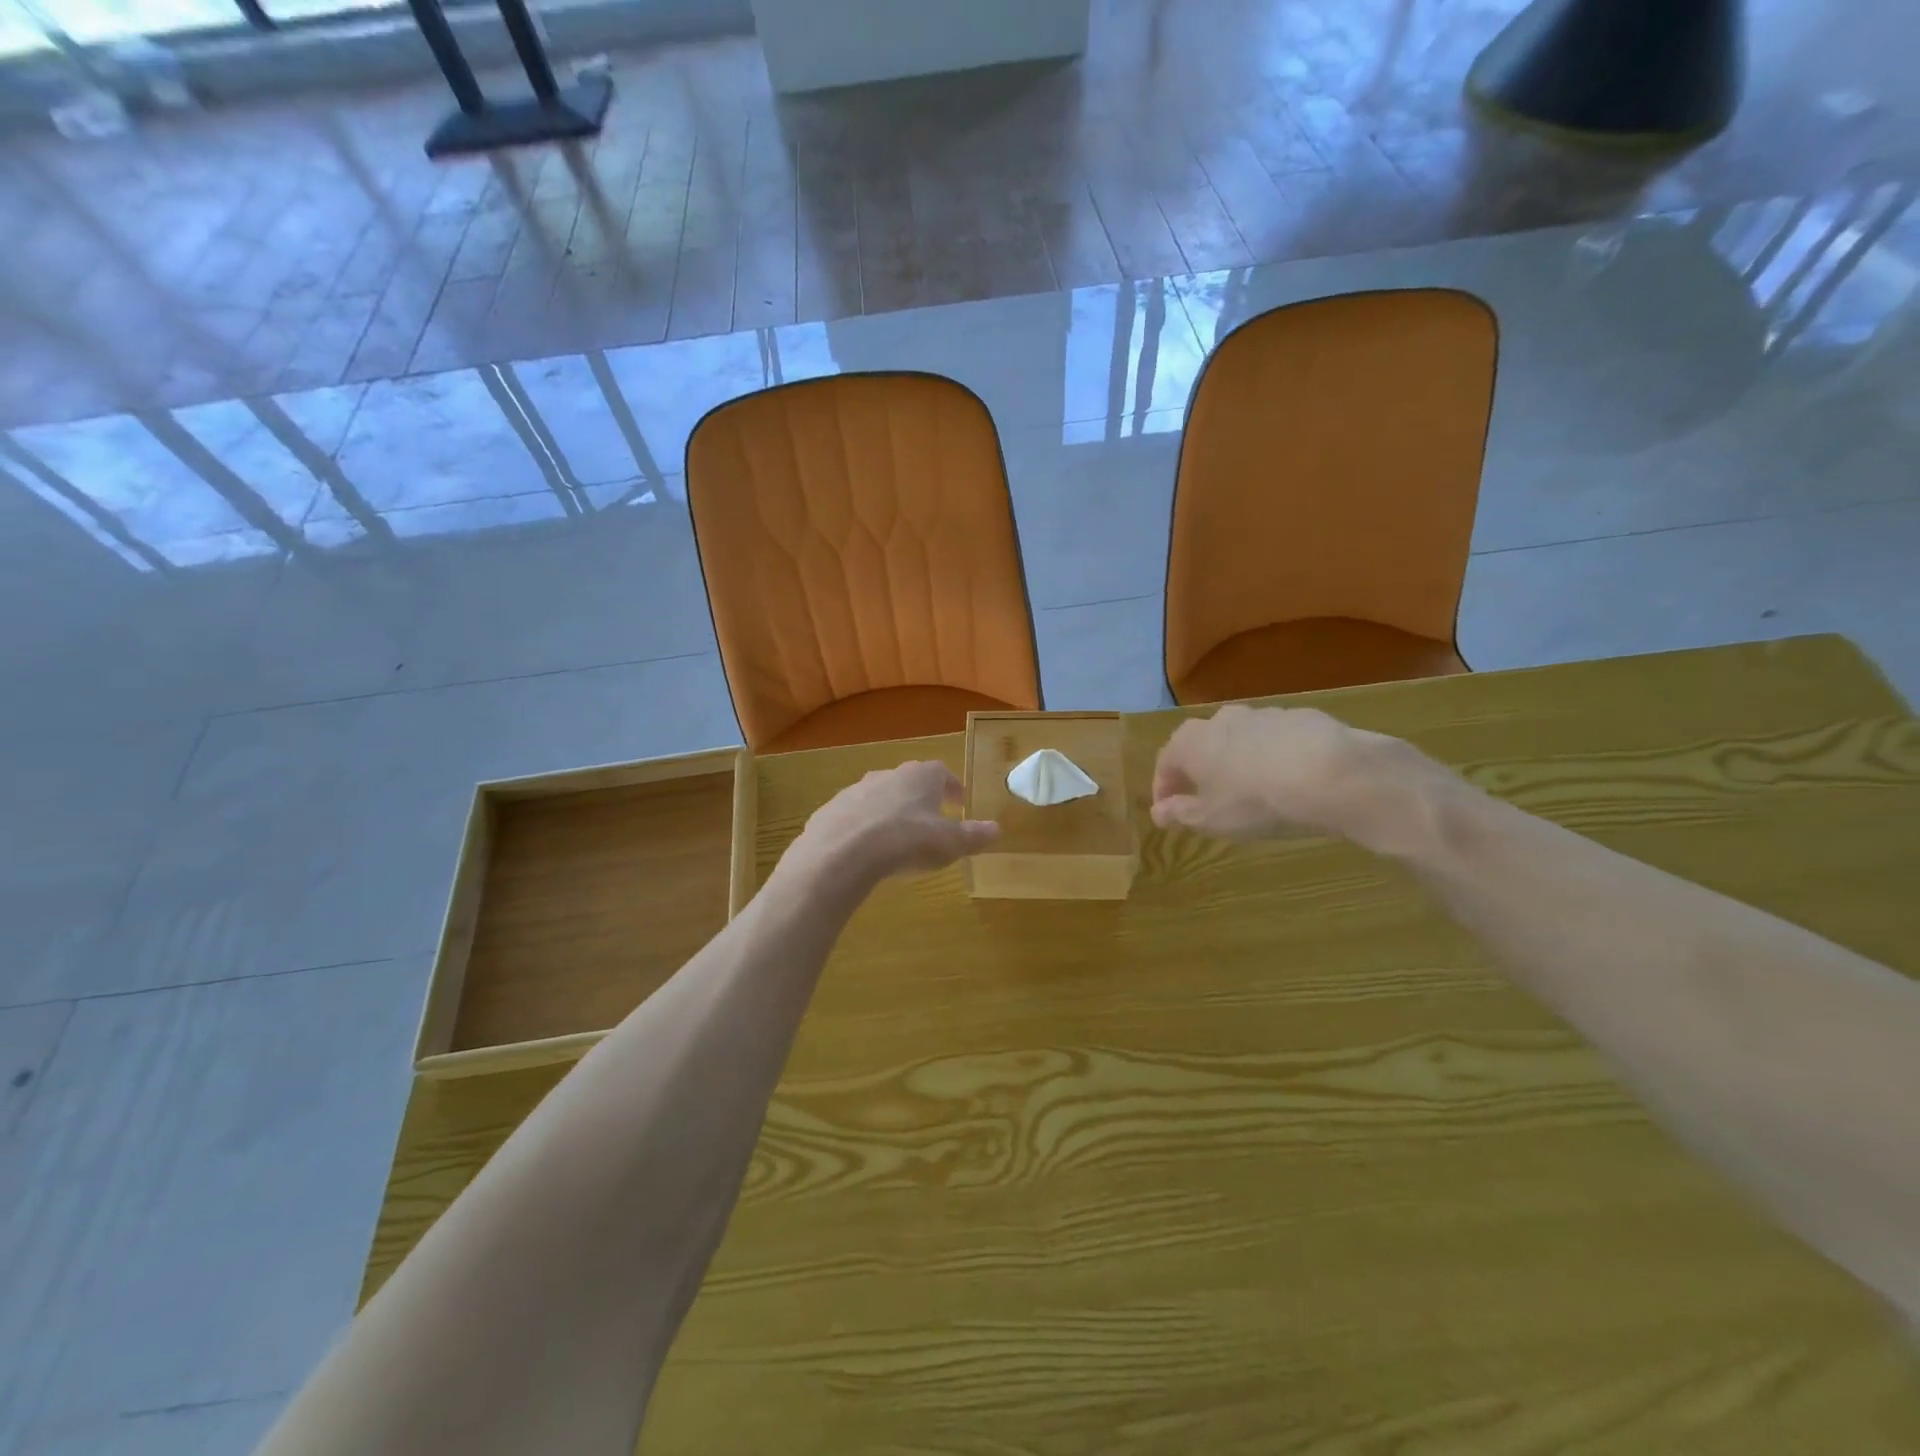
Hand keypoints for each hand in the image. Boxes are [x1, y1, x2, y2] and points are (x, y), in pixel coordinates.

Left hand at [789, 761, 999, 889]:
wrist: (842, 852)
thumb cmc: (906, 841)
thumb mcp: (949, 843)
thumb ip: (974, 835)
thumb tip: (997, 829)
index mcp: (921, 776)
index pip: (942, 772)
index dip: (952, 786)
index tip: (958, 801)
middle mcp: (888, 775)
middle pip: (909, 781)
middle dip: (921, 798)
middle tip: (931, 818)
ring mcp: (856, 790)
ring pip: (880, 796)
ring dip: (891, 811)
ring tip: (898, 837)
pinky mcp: (831, 810)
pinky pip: (855, 815)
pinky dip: (864, 827)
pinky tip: (866, 850)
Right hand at [1150, 704, 1430, 850]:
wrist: (1331, 775)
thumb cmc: (1256, 801)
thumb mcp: (1212, 819)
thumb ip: (1180, 813)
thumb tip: (1158, 811)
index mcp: (1190, 743)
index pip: (1165, 762)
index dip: (1164, 787)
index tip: (1168, 809)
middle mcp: (1220, 720)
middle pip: (1201, 744)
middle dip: (1200, 769)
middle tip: (1208, 797)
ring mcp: (1262, 714)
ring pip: (1239, 738)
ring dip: (1237, 760)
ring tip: (1252, 789)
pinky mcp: (1300, 717)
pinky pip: (1276, 739)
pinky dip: (1273, 756)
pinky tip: (1288, 778)